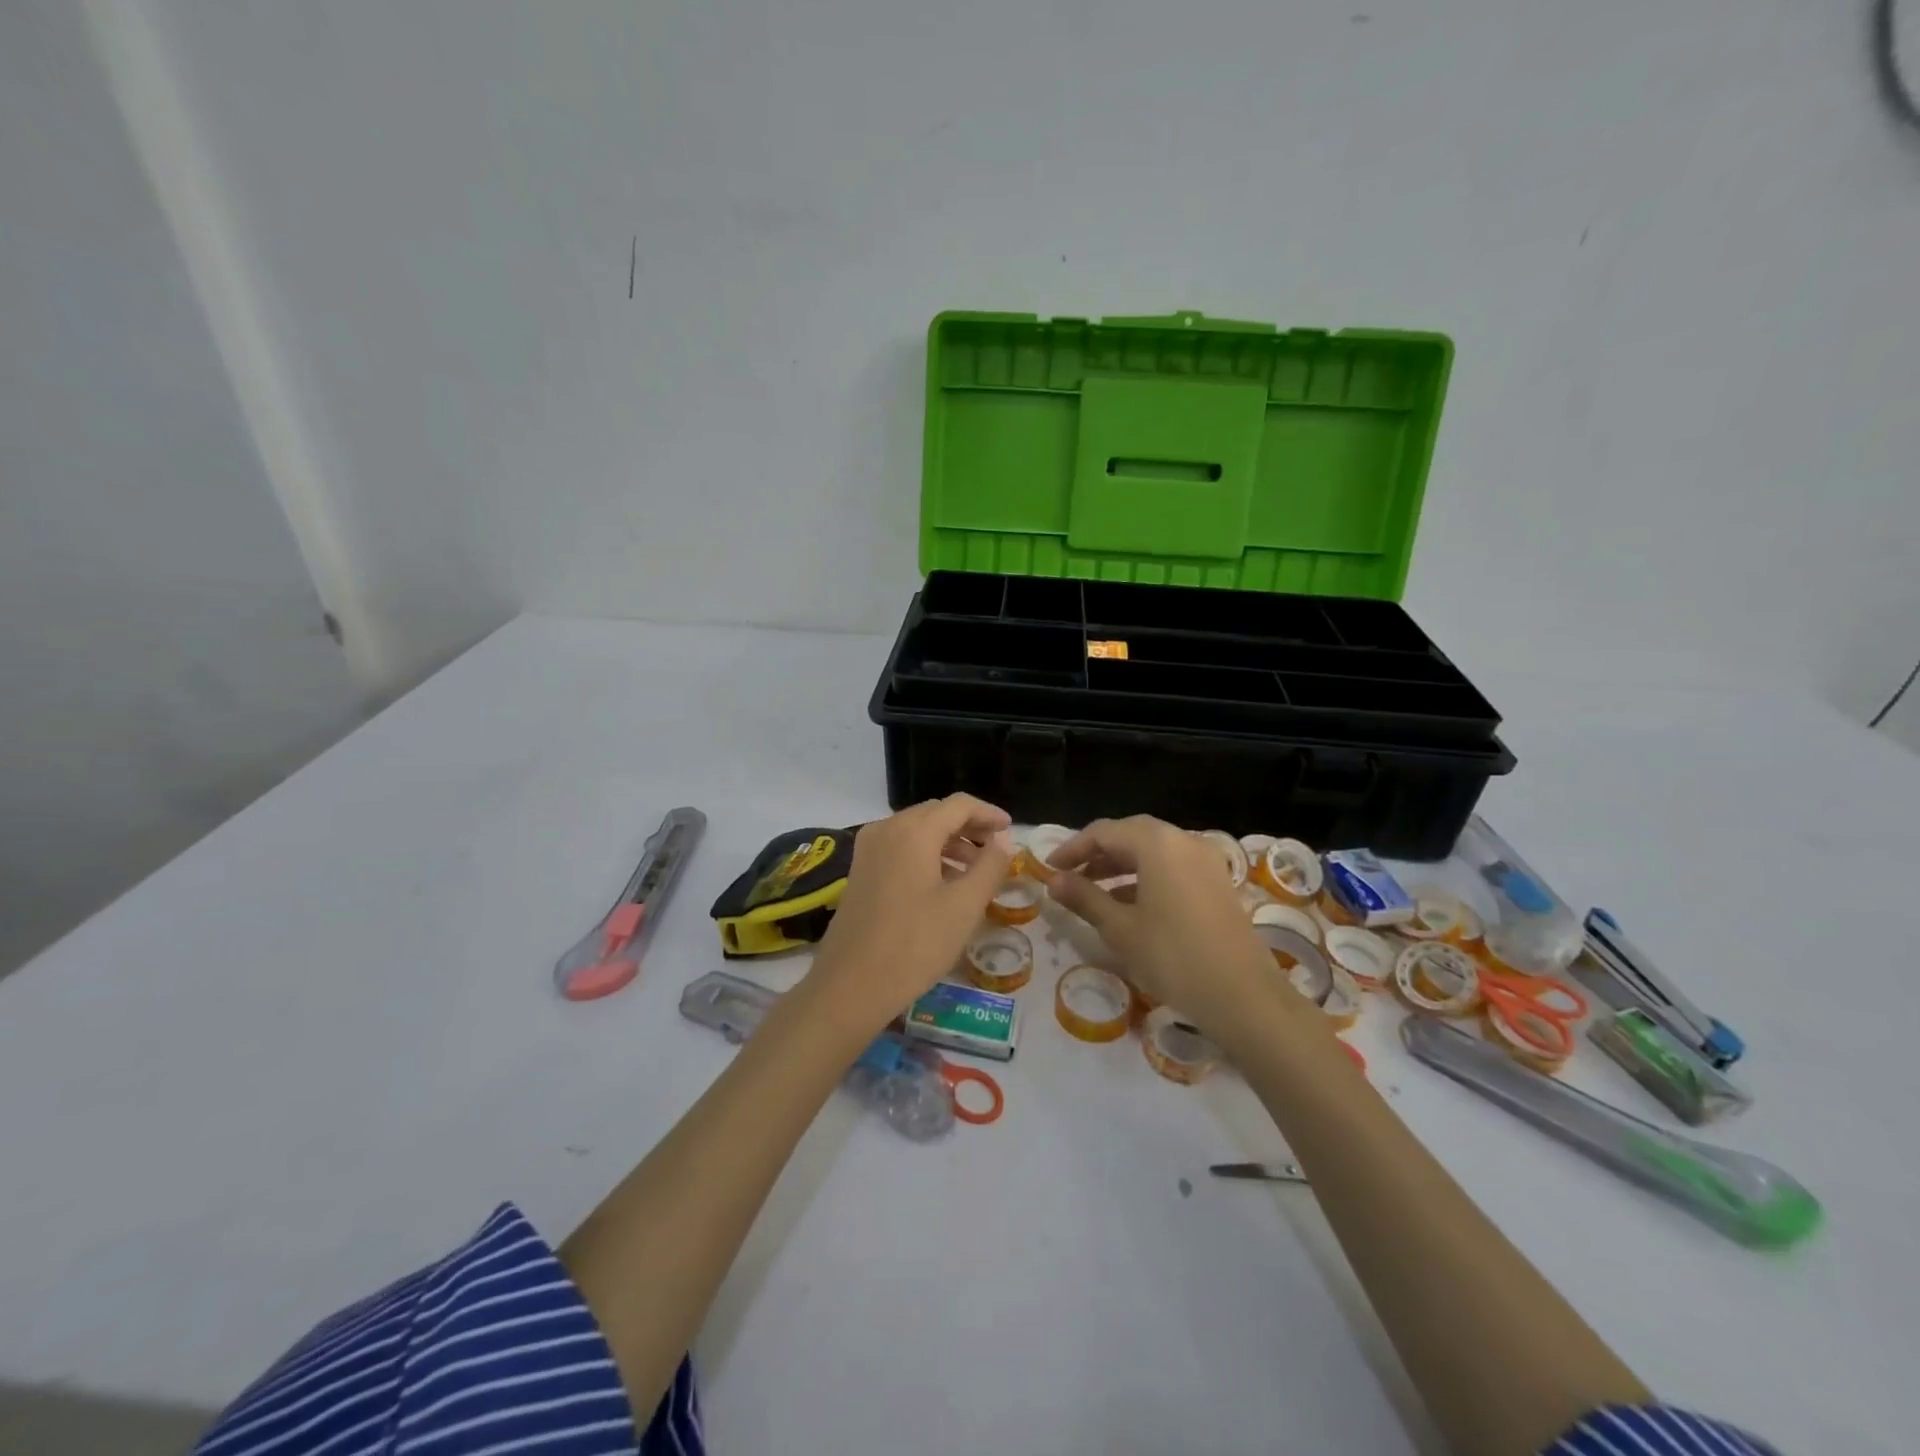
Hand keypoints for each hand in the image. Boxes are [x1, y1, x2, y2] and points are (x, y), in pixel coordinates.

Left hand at [805, 793, 1012, 1029]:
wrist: (850, 986)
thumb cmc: (915, 944)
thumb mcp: (964, 906)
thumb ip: (990, 866)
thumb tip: (1003, 840)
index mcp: (913, 831)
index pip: (958, 805)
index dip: (988, 813)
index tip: (1011, 829)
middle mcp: (886, 829)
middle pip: (936, 814)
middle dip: (969, 826)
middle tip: (996, 849)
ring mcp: (868, 850)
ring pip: (917, 831)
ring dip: (948, 842)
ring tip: (975, 870)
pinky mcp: (860, 871)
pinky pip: (900, 848)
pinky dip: (926, 855)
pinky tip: (943, 883)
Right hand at [1045, 815, 1288, 1034]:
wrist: (1242, 996)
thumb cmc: (1172, 956)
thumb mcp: (1120, 928)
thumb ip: (1084, 898)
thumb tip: (1054, 881)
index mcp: (1157, 843)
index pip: (1104, 832)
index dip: (1073, 848)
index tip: (1049, 869)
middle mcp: (1184, 841)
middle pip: (1131, 835)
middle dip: (1097, 854)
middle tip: (1069, 877)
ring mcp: (1206, 861)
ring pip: (1153, 852)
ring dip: (1120, 866)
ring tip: (1093, 892)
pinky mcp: (1217, 882)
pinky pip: (1173, 867)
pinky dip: (1146, 877)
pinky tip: (1129, 905)